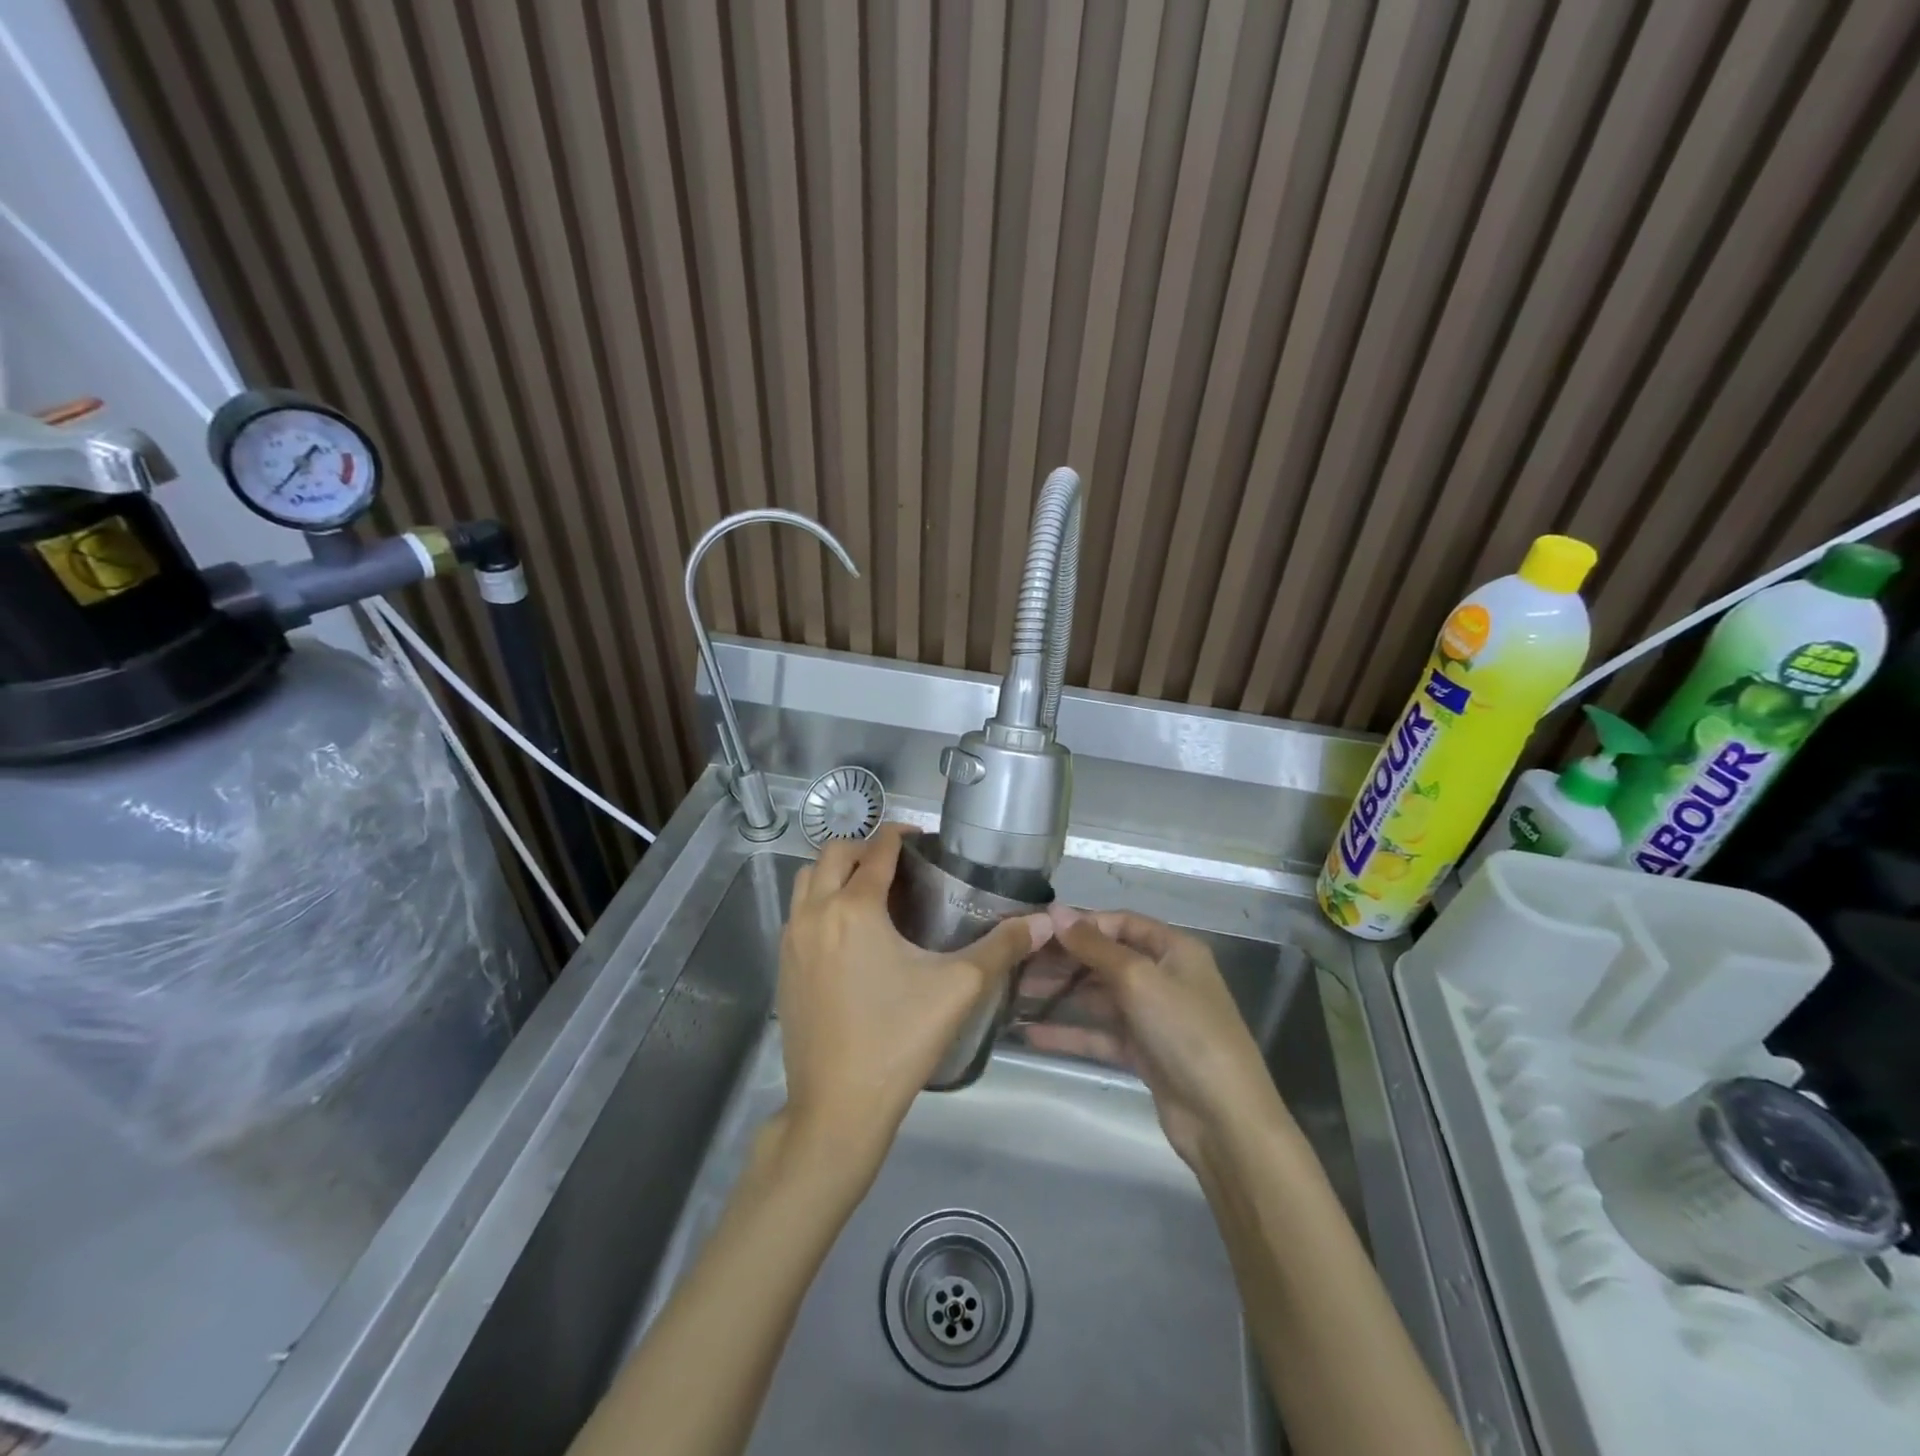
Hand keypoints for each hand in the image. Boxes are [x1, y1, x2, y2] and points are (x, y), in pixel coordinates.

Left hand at [777, 823, 1051, 1175]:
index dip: (900, 835)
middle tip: (900, 863)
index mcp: (853, 909)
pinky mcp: (782, 967)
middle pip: (832, 854)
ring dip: (836, 872)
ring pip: (807, 881)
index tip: (923, 838)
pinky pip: (798, 913)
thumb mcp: (958, 989)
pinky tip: (850, 933)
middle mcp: (814, 914)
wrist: (837, 1108)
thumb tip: (1045, 921)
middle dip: (865, 847)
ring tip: (872, 890)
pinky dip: (820, 902)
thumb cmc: (899, 1040)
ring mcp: (791, 941)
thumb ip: (1002, 948)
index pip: (876, 850)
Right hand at [1036, 909, 1288, 1178]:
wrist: (1223, 1119)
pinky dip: (1070, 1032)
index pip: (1120, 923)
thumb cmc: (1185, 1032)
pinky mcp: (1142, 1052)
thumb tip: (1056, 911)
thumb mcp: (1139, 979)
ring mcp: (1153, 1017)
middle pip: (1106, 958)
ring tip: (1016, 992)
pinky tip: (1030, 1033)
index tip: (1037, 928)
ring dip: (1061, 994)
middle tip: (1018, 961)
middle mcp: (1163, 976)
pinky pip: (1100, 1033)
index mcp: (1173, 950)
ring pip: (1099, 996)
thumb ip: (1094, 946)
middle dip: (1064, 959)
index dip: (1081, 923)